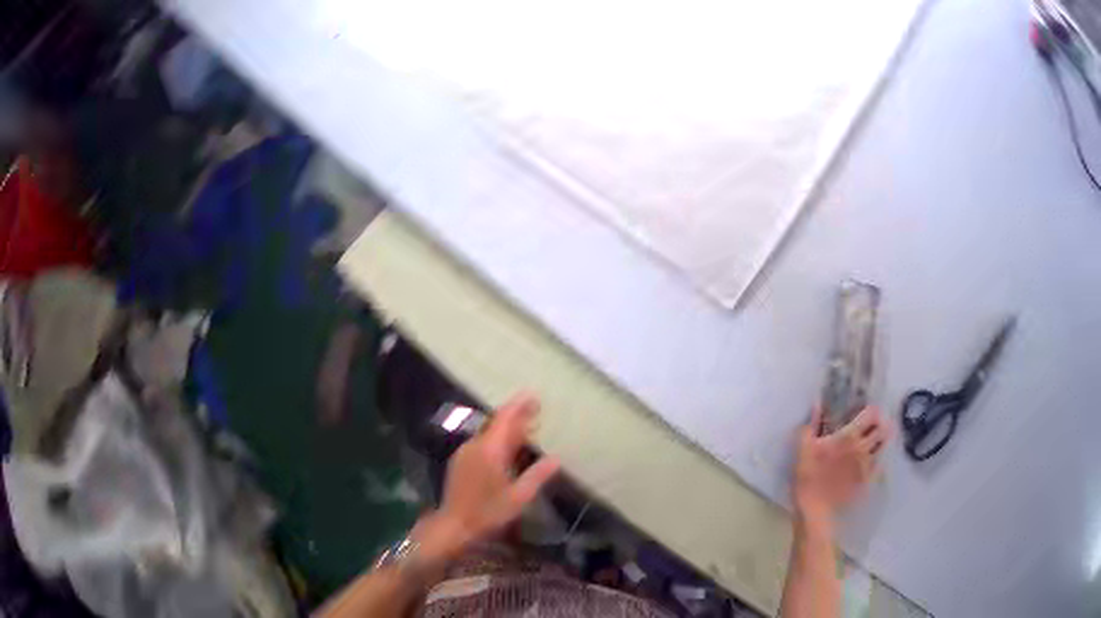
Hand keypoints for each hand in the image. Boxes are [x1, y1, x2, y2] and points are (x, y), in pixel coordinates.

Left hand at [416, 394, 559, 565]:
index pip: (505, 418)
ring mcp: (465, 452)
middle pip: (496, 423)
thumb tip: (556, 459)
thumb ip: (537, 476)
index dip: (519, 405)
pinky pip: (482, 443)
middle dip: (516, 416)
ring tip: (526, 430)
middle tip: (536, 411)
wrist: (454, 525)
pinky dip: (497, 440)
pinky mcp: (460, 461)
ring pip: (489, 433)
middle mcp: (475, 445)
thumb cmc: (488, 512)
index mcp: (489, 450)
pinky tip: (507, 451)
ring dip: (507, 429)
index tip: (533, 396)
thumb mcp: (519, 497)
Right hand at [792, 406, 889, 524]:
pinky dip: (877, 459)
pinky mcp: (868, 480)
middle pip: (883, 429)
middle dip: (880, 424)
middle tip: (872, 425)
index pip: (872, 415)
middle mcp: (863, 447)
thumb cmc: (808, 476)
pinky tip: (869, 461)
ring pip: (883, 446)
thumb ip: (812, 423)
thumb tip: (817, 404)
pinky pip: (879, 465)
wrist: (815, 510)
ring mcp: (868, 465)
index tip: (866, 411)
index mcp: (849, 436)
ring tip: (874, 441)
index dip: (872, 410)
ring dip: (881, 441)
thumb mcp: (803, 447)